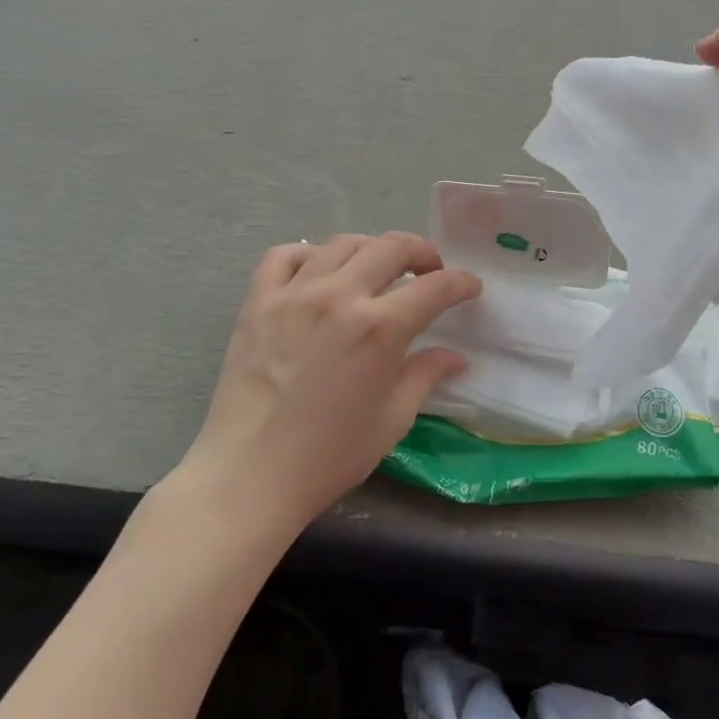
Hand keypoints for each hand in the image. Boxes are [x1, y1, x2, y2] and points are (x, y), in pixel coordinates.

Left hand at [177, 233, 481, 533]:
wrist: (249, 475)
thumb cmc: (329, 455)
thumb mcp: (392, 419)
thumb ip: (425, 376)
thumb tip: (456, 356)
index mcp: (379, 328)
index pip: (435, 287)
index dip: (460, 283)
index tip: (470, 287)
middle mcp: (339, 296)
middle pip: (392, 247)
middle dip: (422, 252)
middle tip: (430, 271)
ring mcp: (294, 293)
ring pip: (343, 244)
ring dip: (372, 248)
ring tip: (379, 268)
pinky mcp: (258, 301)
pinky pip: (285, 255)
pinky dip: (309, 254)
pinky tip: (319, 271)